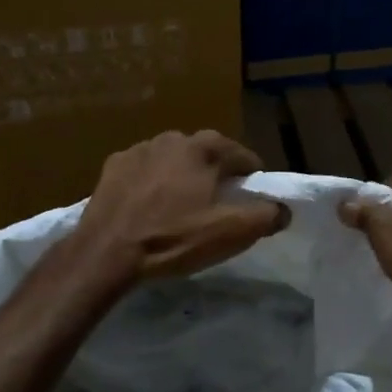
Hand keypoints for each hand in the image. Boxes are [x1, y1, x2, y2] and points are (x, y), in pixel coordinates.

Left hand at [70, 130, 289, 284]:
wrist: (107, 252)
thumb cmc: (174, 239)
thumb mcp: (231, 233)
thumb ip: (266, 216)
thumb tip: (284, 209)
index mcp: (204, 149)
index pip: (241, 155)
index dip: (251, 176)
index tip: (250, 196)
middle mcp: (173, 139)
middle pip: (206, 153)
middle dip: (215, 172)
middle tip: (217, 201)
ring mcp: (139, 150)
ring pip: (173, 159)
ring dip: (182, 174)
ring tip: (181, 204)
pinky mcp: (113, 166)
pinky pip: (144, 170)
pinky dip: (152, 181)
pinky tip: (148, 204)